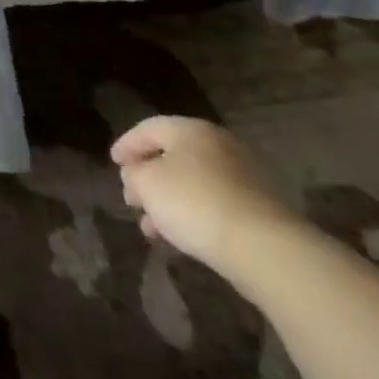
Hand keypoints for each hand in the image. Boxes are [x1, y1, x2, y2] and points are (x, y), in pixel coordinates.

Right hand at [110, 116, 302, 277]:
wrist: (265, 249)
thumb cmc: (195, 203)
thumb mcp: (146, 184)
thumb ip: (134, 174)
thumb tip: (137, 176)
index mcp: (190, 129)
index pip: (149, 128)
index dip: (126, 145)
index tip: (113, 163)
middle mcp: (219, 146)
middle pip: (173, 157)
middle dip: (149, 178)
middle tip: (132, 198)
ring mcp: (244, 178)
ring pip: (194, 185)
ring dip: (169, 203)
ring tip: (151, 228)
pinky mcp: (259, 210)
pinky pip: (215, 206)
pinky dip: (193, 217)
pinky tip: (180, 239)